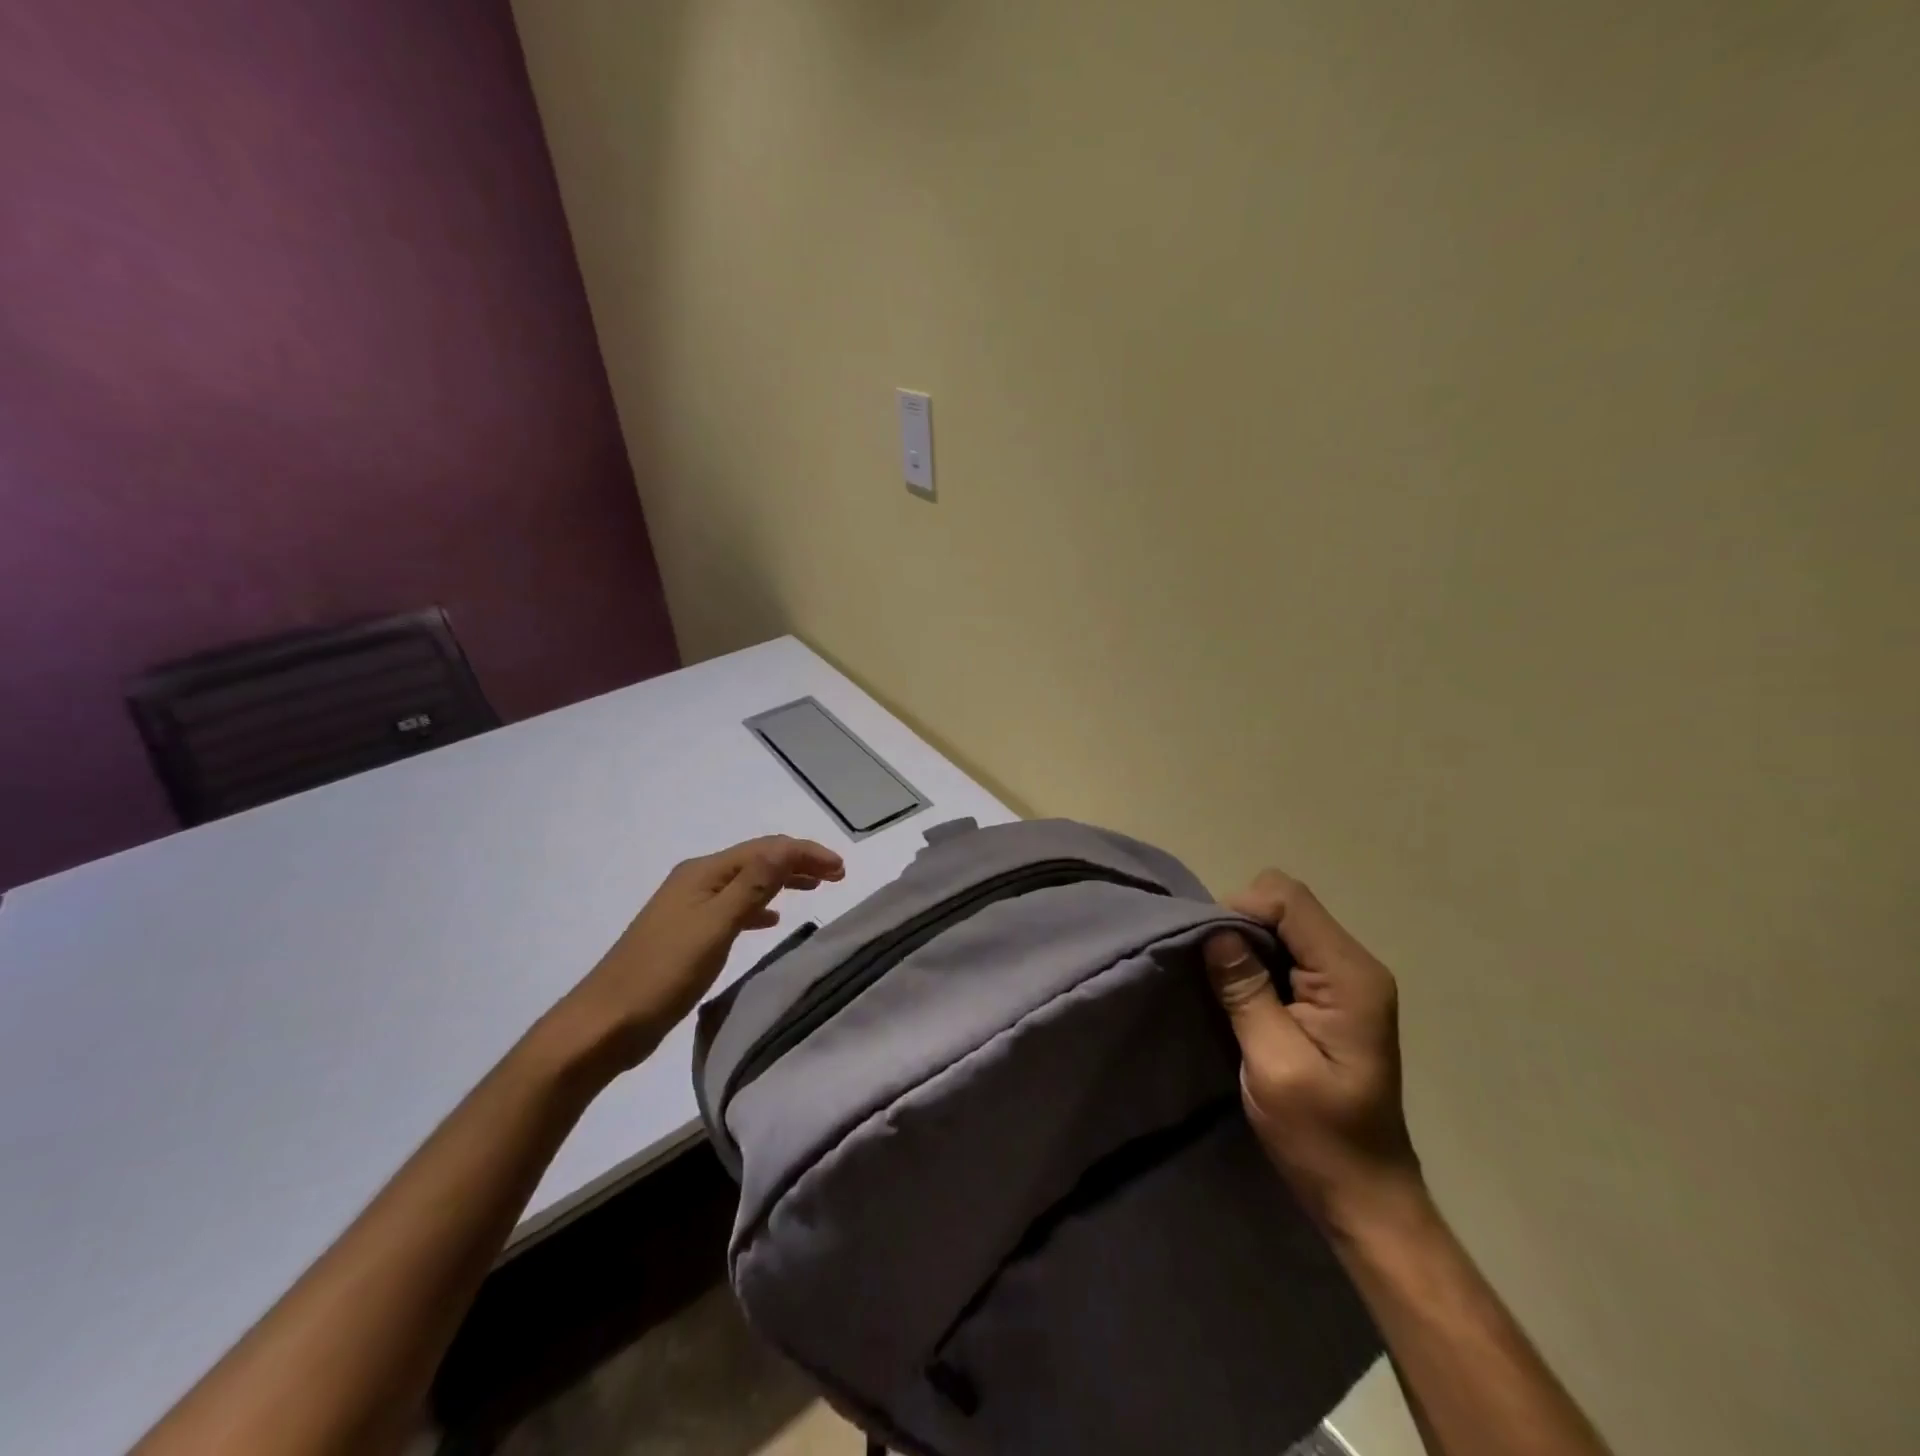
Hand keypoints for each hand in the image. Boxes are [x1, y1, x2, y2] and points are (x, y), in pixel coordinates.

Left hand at [557, 835, 844, 1071]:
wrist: (604, 1024)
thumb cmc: (663, 973)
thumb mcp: (715, 926)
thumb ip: (753, 885)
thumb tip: (787, 845)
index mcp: (703, 873)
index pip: (765, 849)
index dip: (805, 853)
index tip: (842, 869)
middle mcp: (696, 881)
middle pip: (756, 861)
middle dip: (797, 863)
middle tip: (837, 876)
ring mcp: (689, 908)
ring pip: (747, 883)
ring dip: (781, 882)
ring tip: (814, 889)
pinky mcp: (686, 934)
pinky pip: (734, 908)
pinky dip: (759, 908)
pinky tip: (771, 920)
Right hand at [1204, 870, 1421, 1230]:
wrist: (1364, 1195)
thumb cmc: (1320, 1136)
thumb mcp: (1274, 1063)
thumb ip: (1246, 990)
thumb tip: (1213, 930)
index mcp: (1350, 976)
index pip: (1287, 900)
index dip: (1239, 911)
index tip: (1207, 951)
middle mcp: (1354, 965)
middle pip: (1285, 905)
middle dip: (1239, 924)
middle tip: (1211, 970)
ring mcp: (1345, 980)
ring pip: (1282, 924)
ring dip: (1244, 944)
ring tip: (1220, 982)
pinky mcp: (1330, 996)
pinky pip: (1285, 951)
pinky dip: (1255, 960)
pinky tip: (1241, 994)